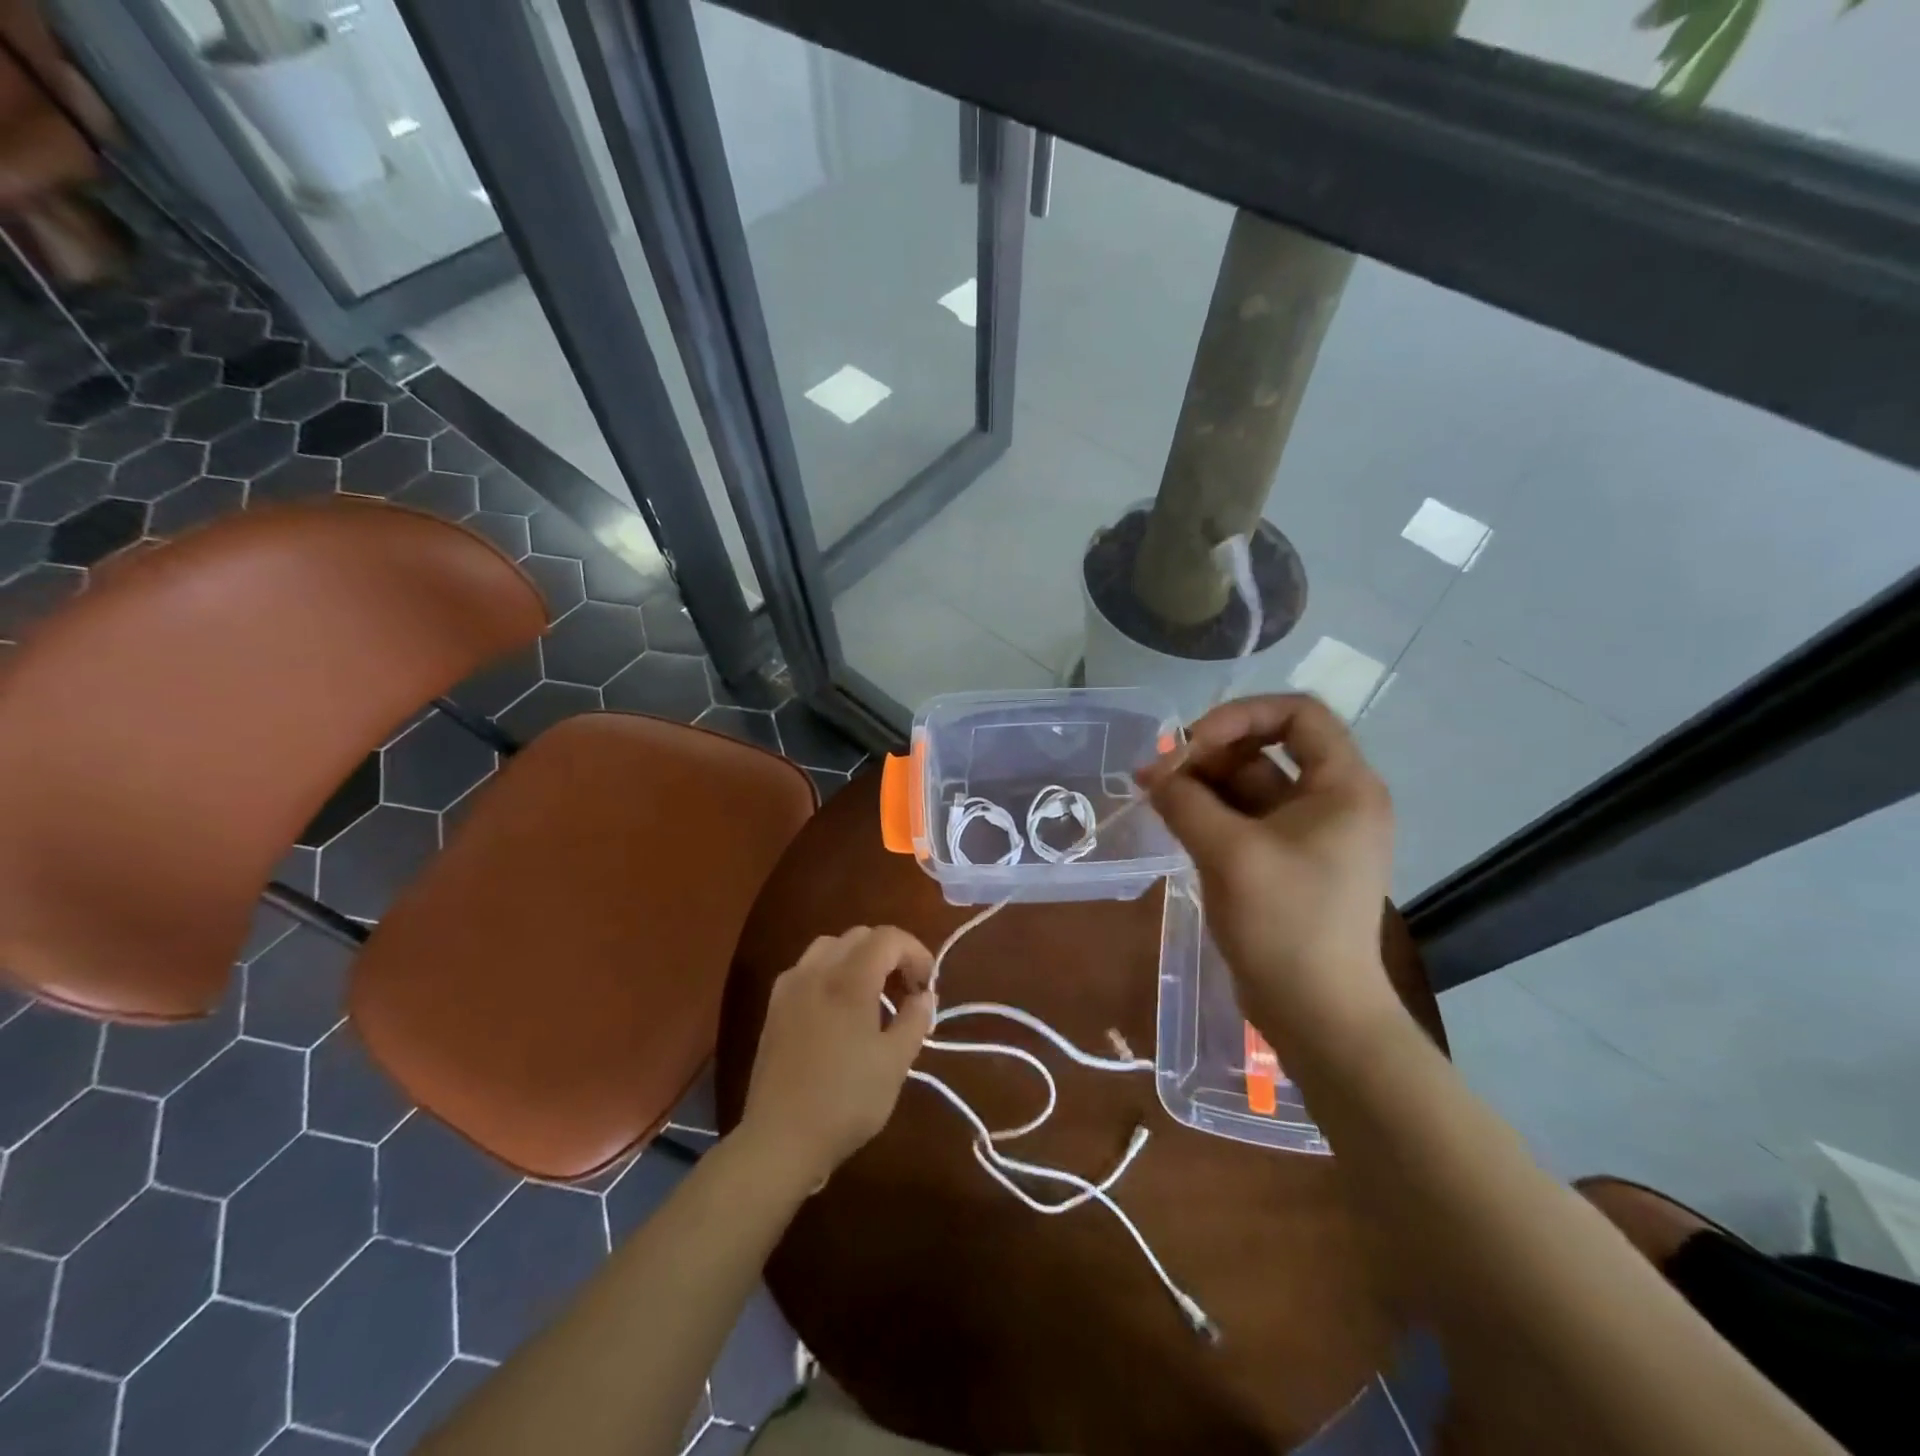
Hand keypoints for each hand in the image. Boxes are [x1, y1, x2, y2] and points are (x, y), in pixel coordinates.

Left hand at [737, 926, 935, 1188]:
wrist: (780, 1139)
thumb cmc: (846, 1101)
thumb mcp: (895, 1064)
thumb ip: (915, 1019)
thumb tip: (925, 994)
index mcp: (849, 980)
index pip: (887, 938)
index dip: (915, 952)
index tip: (927, 986)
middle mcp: (816, 971)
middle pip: (859, 936)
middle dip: (889, 953)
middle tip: (906, 989)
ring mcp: (790, 987)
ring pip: (829, 946)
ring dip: (858, 958)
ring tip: (873, 994)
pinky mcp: (774, 1008)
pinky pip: (807, 968)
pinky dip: (831, 972)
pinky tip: (838, 1008)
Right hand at [1138, 694, 1399, 1046]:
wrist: (1317, 1013)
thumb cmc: (1285, 924)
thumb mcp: (1230, 853)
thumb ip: (1185, 801)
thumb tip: (1153, 773)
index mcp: (1343, 786)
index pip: (1297, 714)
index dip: (1241, 715)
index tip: (1192, 744)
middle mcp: (1332, 800)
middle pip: (1266, 747)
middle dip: (1209, 753)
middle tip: (1158, 774)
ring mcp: (1309, 832)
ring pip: (1250, 784)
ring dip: (1202, 783)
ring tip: (1154, 795)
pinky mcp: (1286, 860)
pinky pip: (1245, 818)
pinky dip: (1209, 812)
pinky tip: (1172, 818)